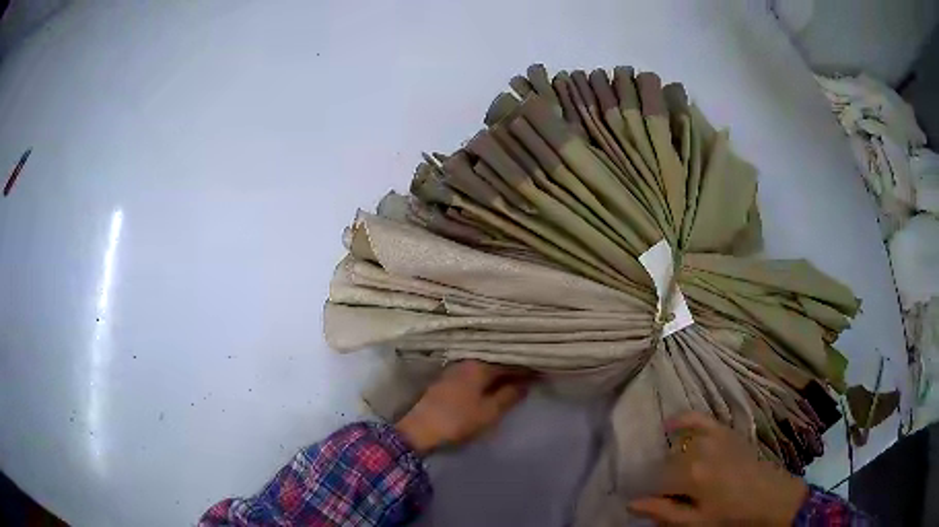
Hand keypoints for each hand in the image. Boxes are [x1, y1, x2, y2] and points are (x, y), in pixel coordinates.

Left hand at [395, 360, 530, 454]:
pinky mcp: (449, 379)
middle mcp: (468, 361)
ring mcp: (456, 369)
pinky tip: (495, 383)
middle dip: (515, 367)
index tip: (543, 371)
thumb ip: (510, 395)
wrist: (420, 429)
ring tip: (518, 379)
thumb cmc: (458, 420)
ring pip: (486, 365)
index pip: (510, 361)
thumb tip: (526, 383)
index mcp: (480, 365)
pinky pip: (476, 371)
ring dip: (501, 371)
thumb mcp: (490, 411)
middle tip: (533, 374)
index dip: (528, 367)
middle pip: (497, 360)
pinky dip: (489, 376)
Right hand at [628, 412, 808, 525]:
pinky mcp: (725, 431)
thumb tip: (630, 504)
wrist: (769, 497)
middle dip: (658, 478)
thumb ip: (663, 512)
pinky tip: (669, 423)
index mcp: (691, 474)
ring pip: (678, 444)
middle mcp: (699, 449)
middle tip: (661, 494)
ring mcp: (713, 437)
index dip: (646, 493)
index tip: (643, 501)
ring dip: (668, 457)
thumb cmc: (731, 515)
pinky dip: (683, 419)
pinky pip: (699, 419)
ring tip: (667, 473)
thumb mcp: (695, 522)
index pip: (654, 480)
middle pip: (665, 462)